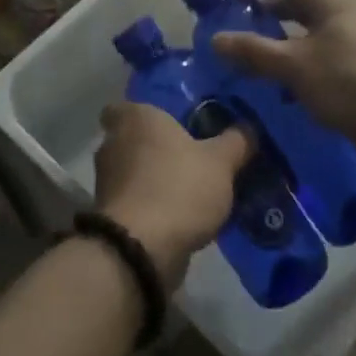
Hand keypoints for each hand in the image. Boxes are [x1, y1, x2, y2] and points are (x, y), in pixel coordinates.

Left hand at [94, 103, 251, 287]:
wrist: (141, 250)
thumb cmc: (179, 188)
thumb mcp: (221, 162)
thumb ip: (236, 141)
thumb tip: (248, 128)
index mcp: (135, 118)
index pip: (125, 105)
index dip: (144, 113)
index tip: (170, 122)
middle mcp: (113, 144)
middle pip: (133, 139)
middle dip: (157, 148)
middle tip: (192, 154)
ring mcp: (107, 183)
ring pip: (134, 173)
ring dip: (156, 179)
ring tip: (192, 188)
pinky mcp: (110, 216)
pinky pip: (136, 202)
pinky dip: (153, 206)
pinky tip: (182, 216)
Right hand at [211, 0, 355, 158]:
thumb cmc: (347, 82)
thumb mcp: (294, 65)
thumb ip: (253, 50)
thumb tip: (215, 39)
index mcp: (329, 1)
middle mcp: (342, 13)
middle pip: (295, 5)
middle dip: (263, 12)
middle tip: (233, 23)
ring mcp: (352, 39)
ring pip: (306, 33)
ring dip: (278, 41)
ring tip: (249, 54)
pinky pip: (317, 55)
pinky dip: (294, 62)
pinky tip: (278, 83)